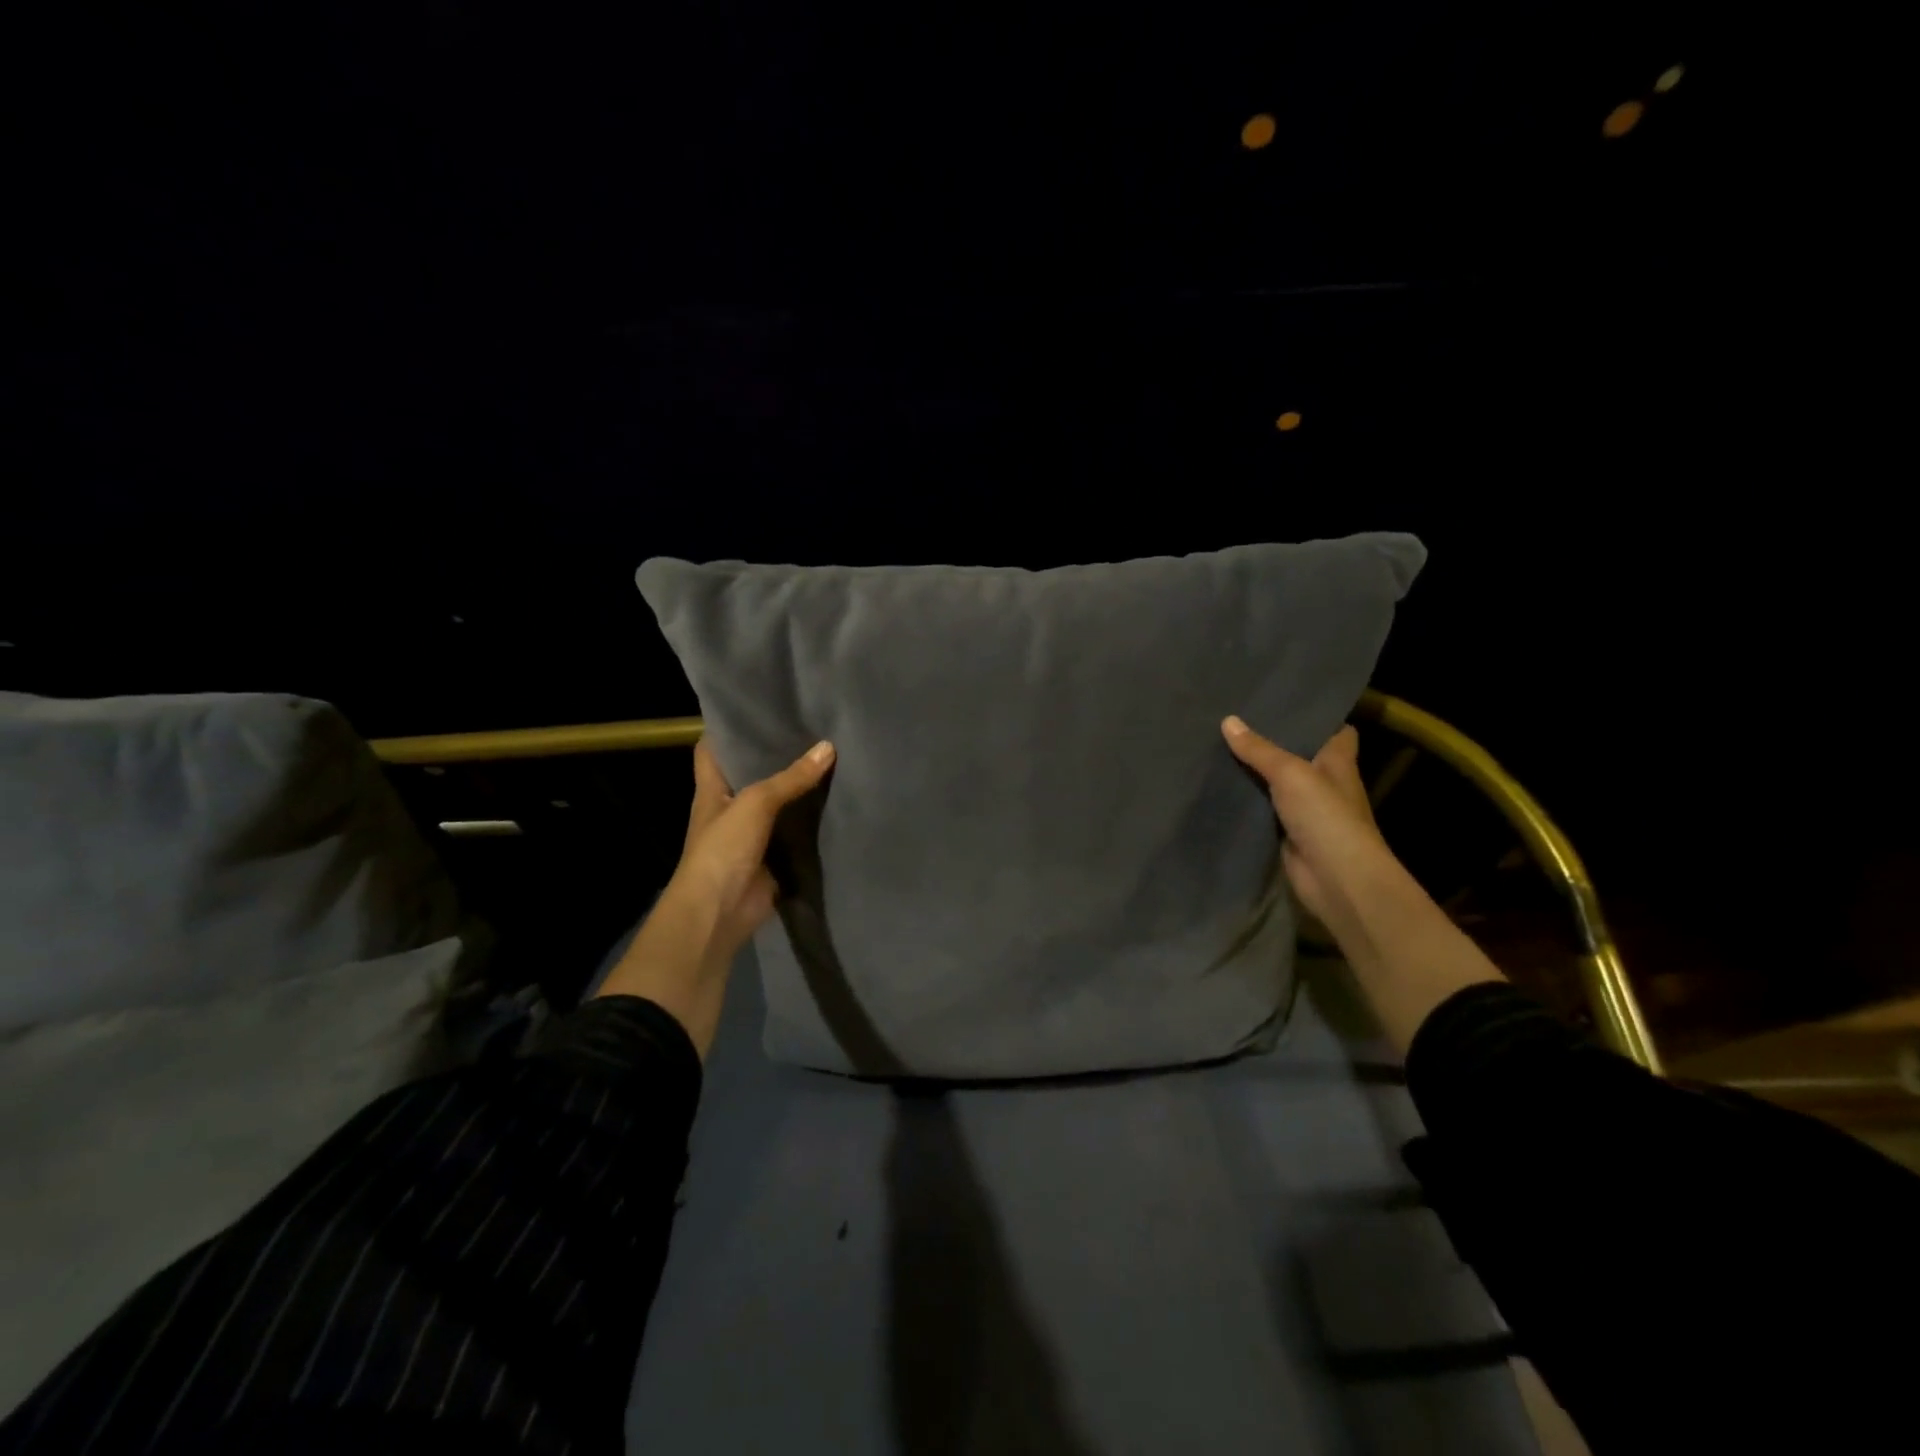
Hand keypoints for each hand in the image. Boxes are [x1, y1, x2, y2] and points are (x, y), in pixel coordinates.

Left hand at [596, 736, 834, 1056]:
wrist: (719, 913)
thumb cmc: (722, 849)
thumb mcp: (754, 804)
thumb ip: (791, 778)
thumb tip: (829, 747)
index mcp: (712, 789)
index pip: (714, 749)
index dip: (729, 727)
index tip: (757, 707)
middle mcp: (730, 807)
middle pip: (752, 773)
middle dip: (775, 754)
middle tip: (810, 727)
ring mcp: (752, 834)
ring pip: (778, 803)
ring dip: (798, 788)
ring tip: (832, 756)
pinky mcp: (774, 856)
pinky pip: (795, 832)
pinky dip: (812, 821)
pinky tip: (837, 801)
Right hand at [1220, 716, 1392, 936]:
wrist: (1336, 879)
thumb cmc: (1326, 816)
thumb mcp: (1290, 773)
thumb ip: (1259, 749)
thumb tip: (1228, 720)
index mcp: (1338, 761)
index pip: (1336, 731)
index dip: (1316, 717)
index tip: (1285, 702)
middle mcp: (1325, 783)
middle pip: (1298, 755)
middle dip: (1272, 741)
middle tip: (1236, 719)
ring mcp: (1306, 811)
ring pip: (1276, 783)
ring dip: (1254, 772)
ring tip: (1218, 745)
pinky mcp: (1286, 833)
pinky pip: (1261, 810)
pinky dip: (1245, 801)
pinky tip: (1218, 786)